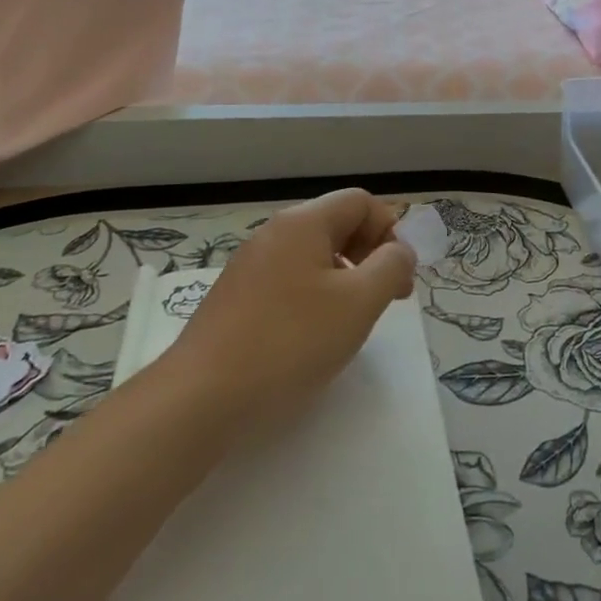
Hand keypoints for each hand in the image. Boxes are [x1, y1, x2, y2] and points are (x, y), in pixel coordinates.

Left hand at [166, 189, 415, 435]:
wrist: (201, 397)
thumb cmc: (290, 342)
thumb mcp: (358, 302)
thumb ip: (391, 267)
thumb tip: (398, 251)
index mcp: (303, 223)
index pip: (361, 202)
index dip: (390, 231)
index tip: (399, 277)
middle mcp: (274, 233)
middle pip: (337, 224)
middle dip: (371, 254)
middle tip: (387, 299)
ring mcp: (250, 265)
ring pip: (313, 255)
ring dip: (345, 278)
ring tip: (352, 321)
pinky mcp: (236, 297)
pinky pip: (289, 280)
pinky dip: (314, 296)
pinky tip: (313, 336)